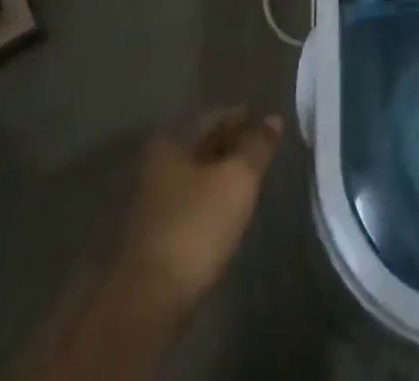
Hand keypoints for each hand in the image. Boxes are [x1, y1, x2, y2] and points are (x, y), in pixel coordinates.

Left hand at [106, 106, 282, 319]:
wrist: (145, 302)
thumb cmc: (195, 226)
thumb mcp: (237, 180)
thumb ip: (257, 147)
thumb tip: (273, 119)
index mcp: (170, 141)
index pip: (211, 117)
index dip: (238, 116)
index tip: (261, 120)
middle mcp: (153, 165)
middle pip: (197, 145)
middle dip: (227, 144)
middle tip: (256, 149)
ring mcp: (146, 204)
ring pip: (190, 176)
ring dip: (215, 174)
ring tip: (244, 180)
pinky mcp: (148, 239)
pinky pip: (184, 205)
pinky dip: (204, 201)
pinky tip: (221, 213)